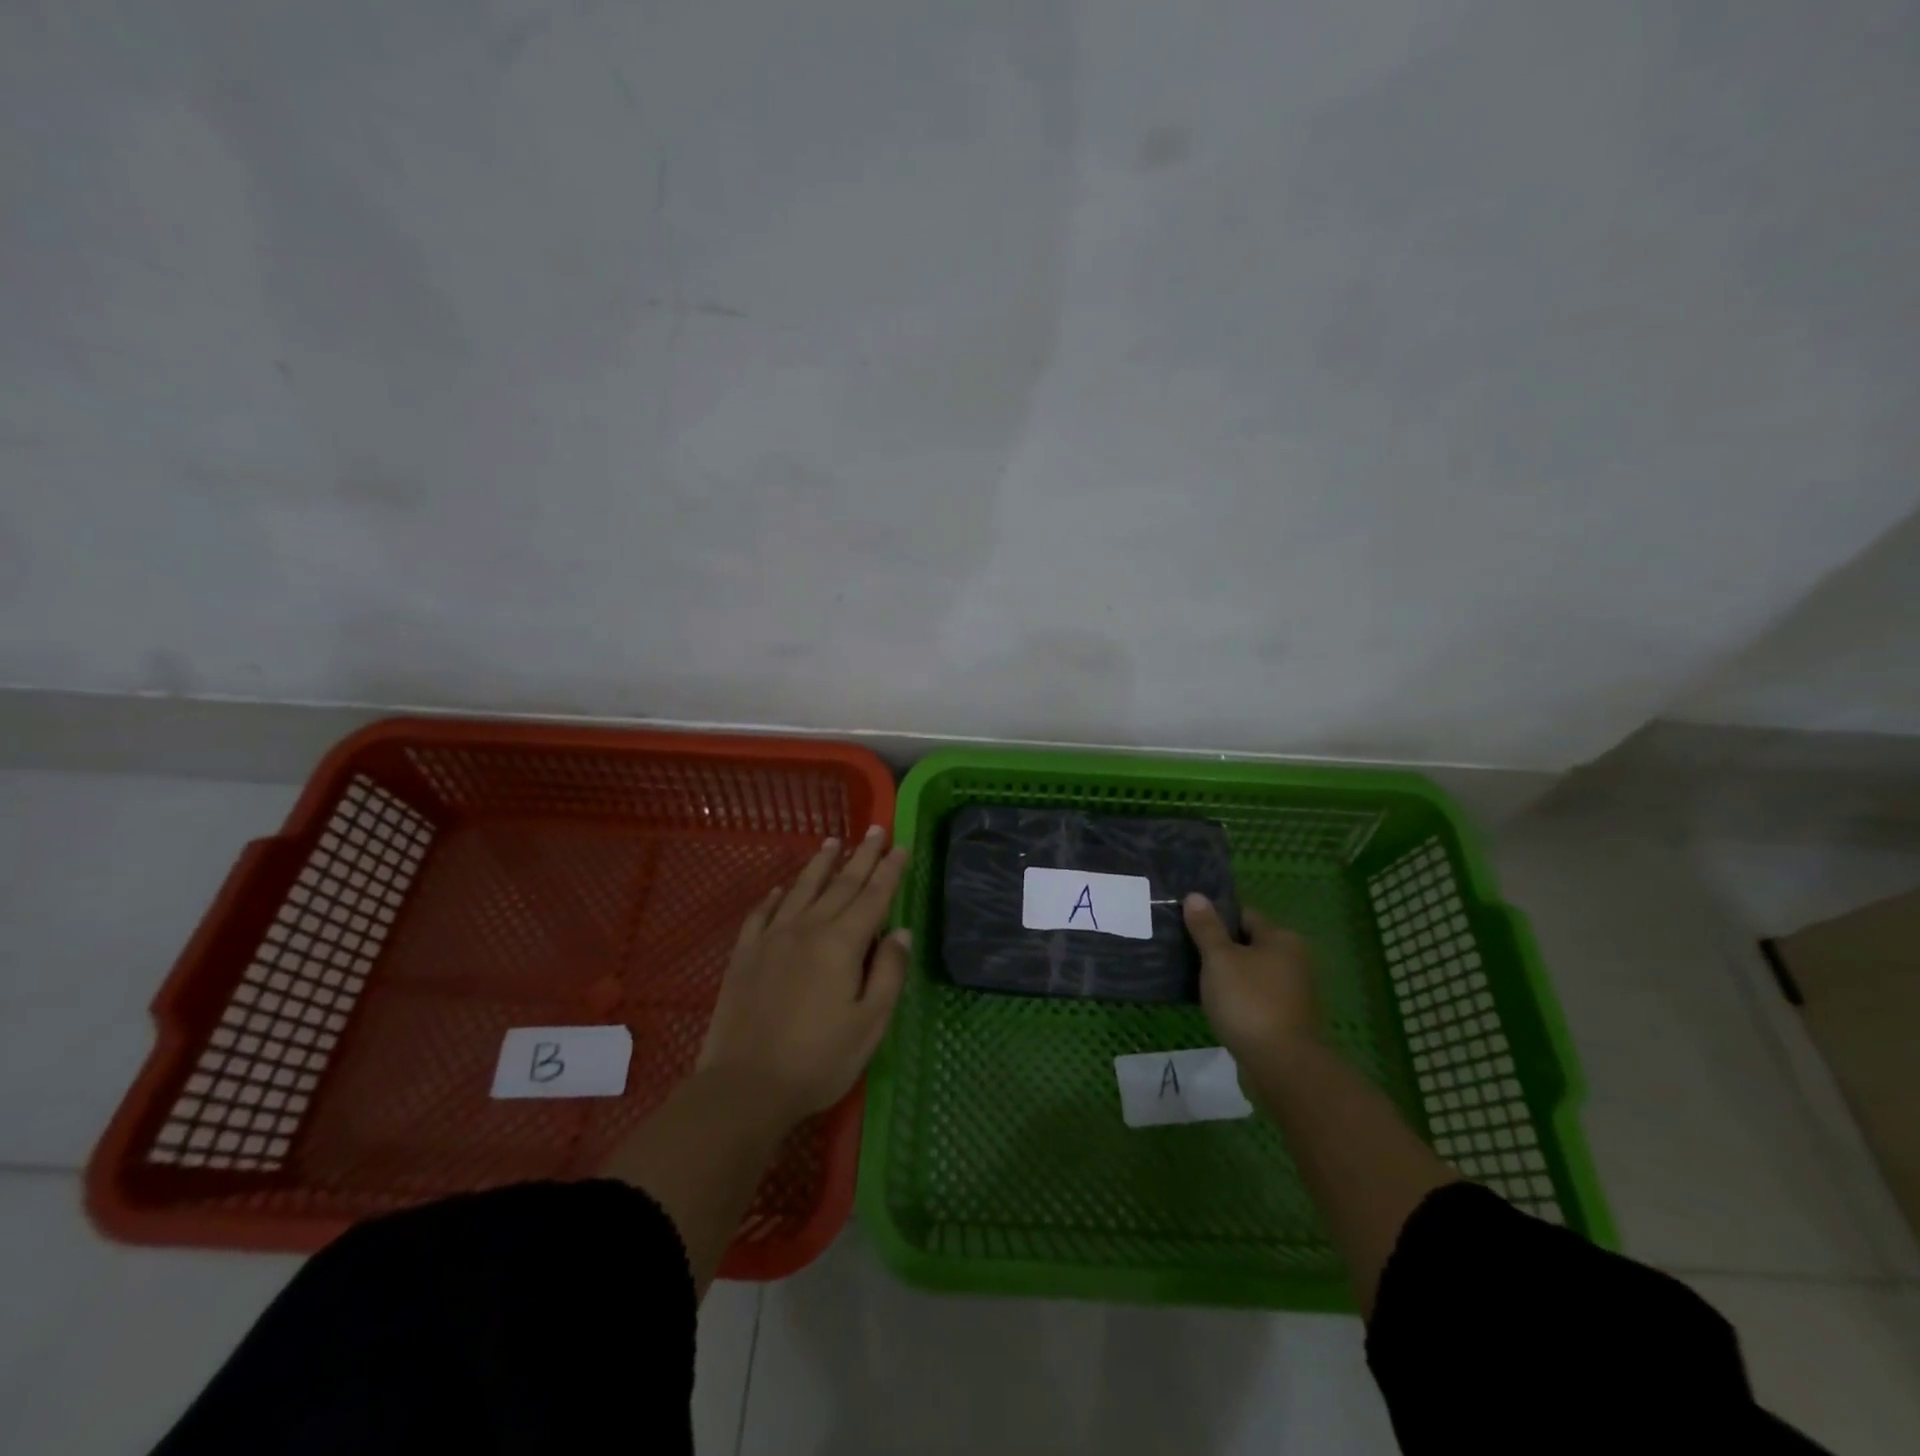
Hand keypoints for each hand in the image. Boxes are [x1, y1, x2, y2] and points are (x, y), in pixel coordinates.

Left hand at [698, 827, 910, 1124]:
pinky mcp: (745, 954)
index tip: (900, 846)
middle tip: (875, 829)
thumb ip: (889, 973)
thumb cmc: (818, 1060)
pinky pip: (762, 913)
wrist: (744, 1086)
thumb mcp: (869, 1024)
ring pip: (801, 890)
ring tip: (832, 842)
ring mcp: (772, 938)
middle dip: (861, 856)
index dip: (889, 871)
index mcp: (842, 943)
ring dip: (820, 865)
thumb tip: (901, 932)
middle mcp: (807, 929)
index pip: (873, 896)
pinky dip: (775, 896)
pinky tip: (781, 889)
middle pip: (840, 884)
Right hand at [1181, 894, 1317, 1061]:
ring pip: (1251, 972)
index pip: (1243, 915)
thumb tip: (1195, 896)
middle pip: (1248, 944)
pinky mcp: (1288, 1018)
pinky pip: (1256, 996)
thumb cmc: (1248, 1001)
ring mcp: (1294, 992)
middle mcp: (1294, 960)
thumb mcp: (1219, 959)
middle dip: (1220, 948)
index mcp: (1282, 939)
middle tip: (1188, 954)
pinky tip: (1217, 1005)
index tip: (1188, 927)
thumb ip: (1206, 927)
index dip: (1215, 919)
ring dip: (1228, 975)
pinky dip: (1238, 998)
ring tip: (1197, 980)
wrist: (1281, 1065)